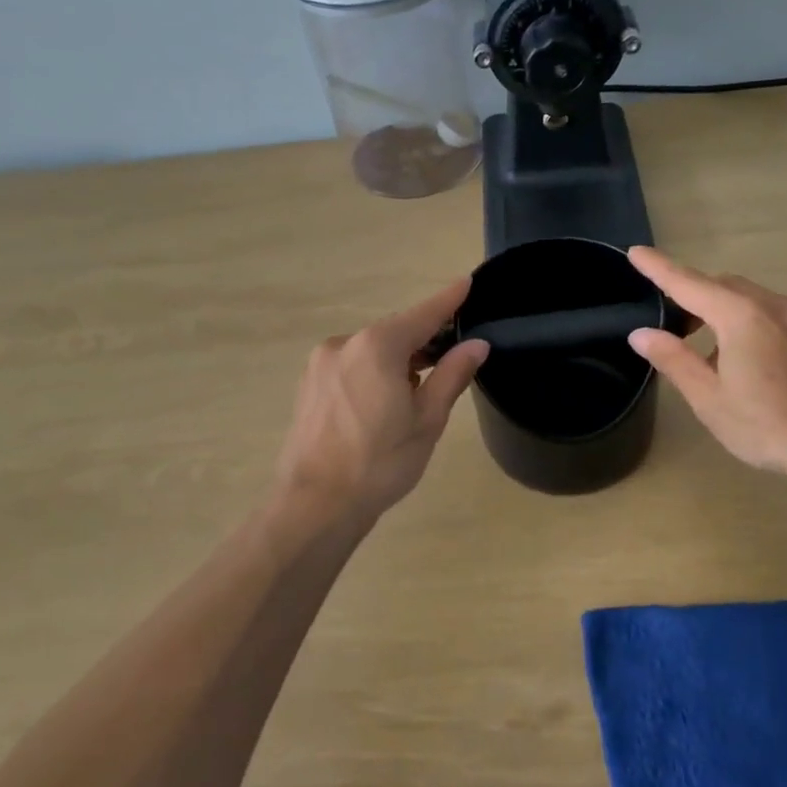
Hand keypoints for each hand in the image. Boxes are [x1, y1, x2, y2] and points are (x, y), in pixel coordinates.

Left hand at [274, 278, 489, 518]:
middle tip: (451, 361)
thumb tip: (476, 344)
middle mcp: (344, 344)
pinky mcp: (309, 385)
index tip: (466, 282)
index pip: (422, 315)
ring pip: (372, 351)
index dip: (448, 300)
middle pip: (395, 333)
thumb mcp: (427, 420)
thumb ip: (452, 375)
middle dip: (423, 342)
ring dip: (397, 361)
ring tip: (416, 395)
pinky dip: (373, 373)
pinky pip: (351, 366)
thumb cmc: (380, 463)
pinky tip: (383, 405)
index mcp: (377, 347)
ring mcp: (321, 364)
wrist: (315, 504)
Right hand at [625, 246, 786, 497]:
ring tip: (708, 354)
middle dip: (692, 296)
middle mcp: (773, 304)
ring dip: (721, 312)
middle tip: (671, 327)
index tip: (635, 252)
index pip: (688, 283)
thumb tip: (642, 334)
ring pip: (749, 298)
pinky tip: (747, 362)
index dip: (659, 268)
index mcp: (741, 317)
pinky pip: (772, 312)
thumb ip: (674, 360)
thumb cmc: (771, 427)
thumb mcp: (711, 399)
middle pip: (722, 286)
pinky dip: (747, 322)